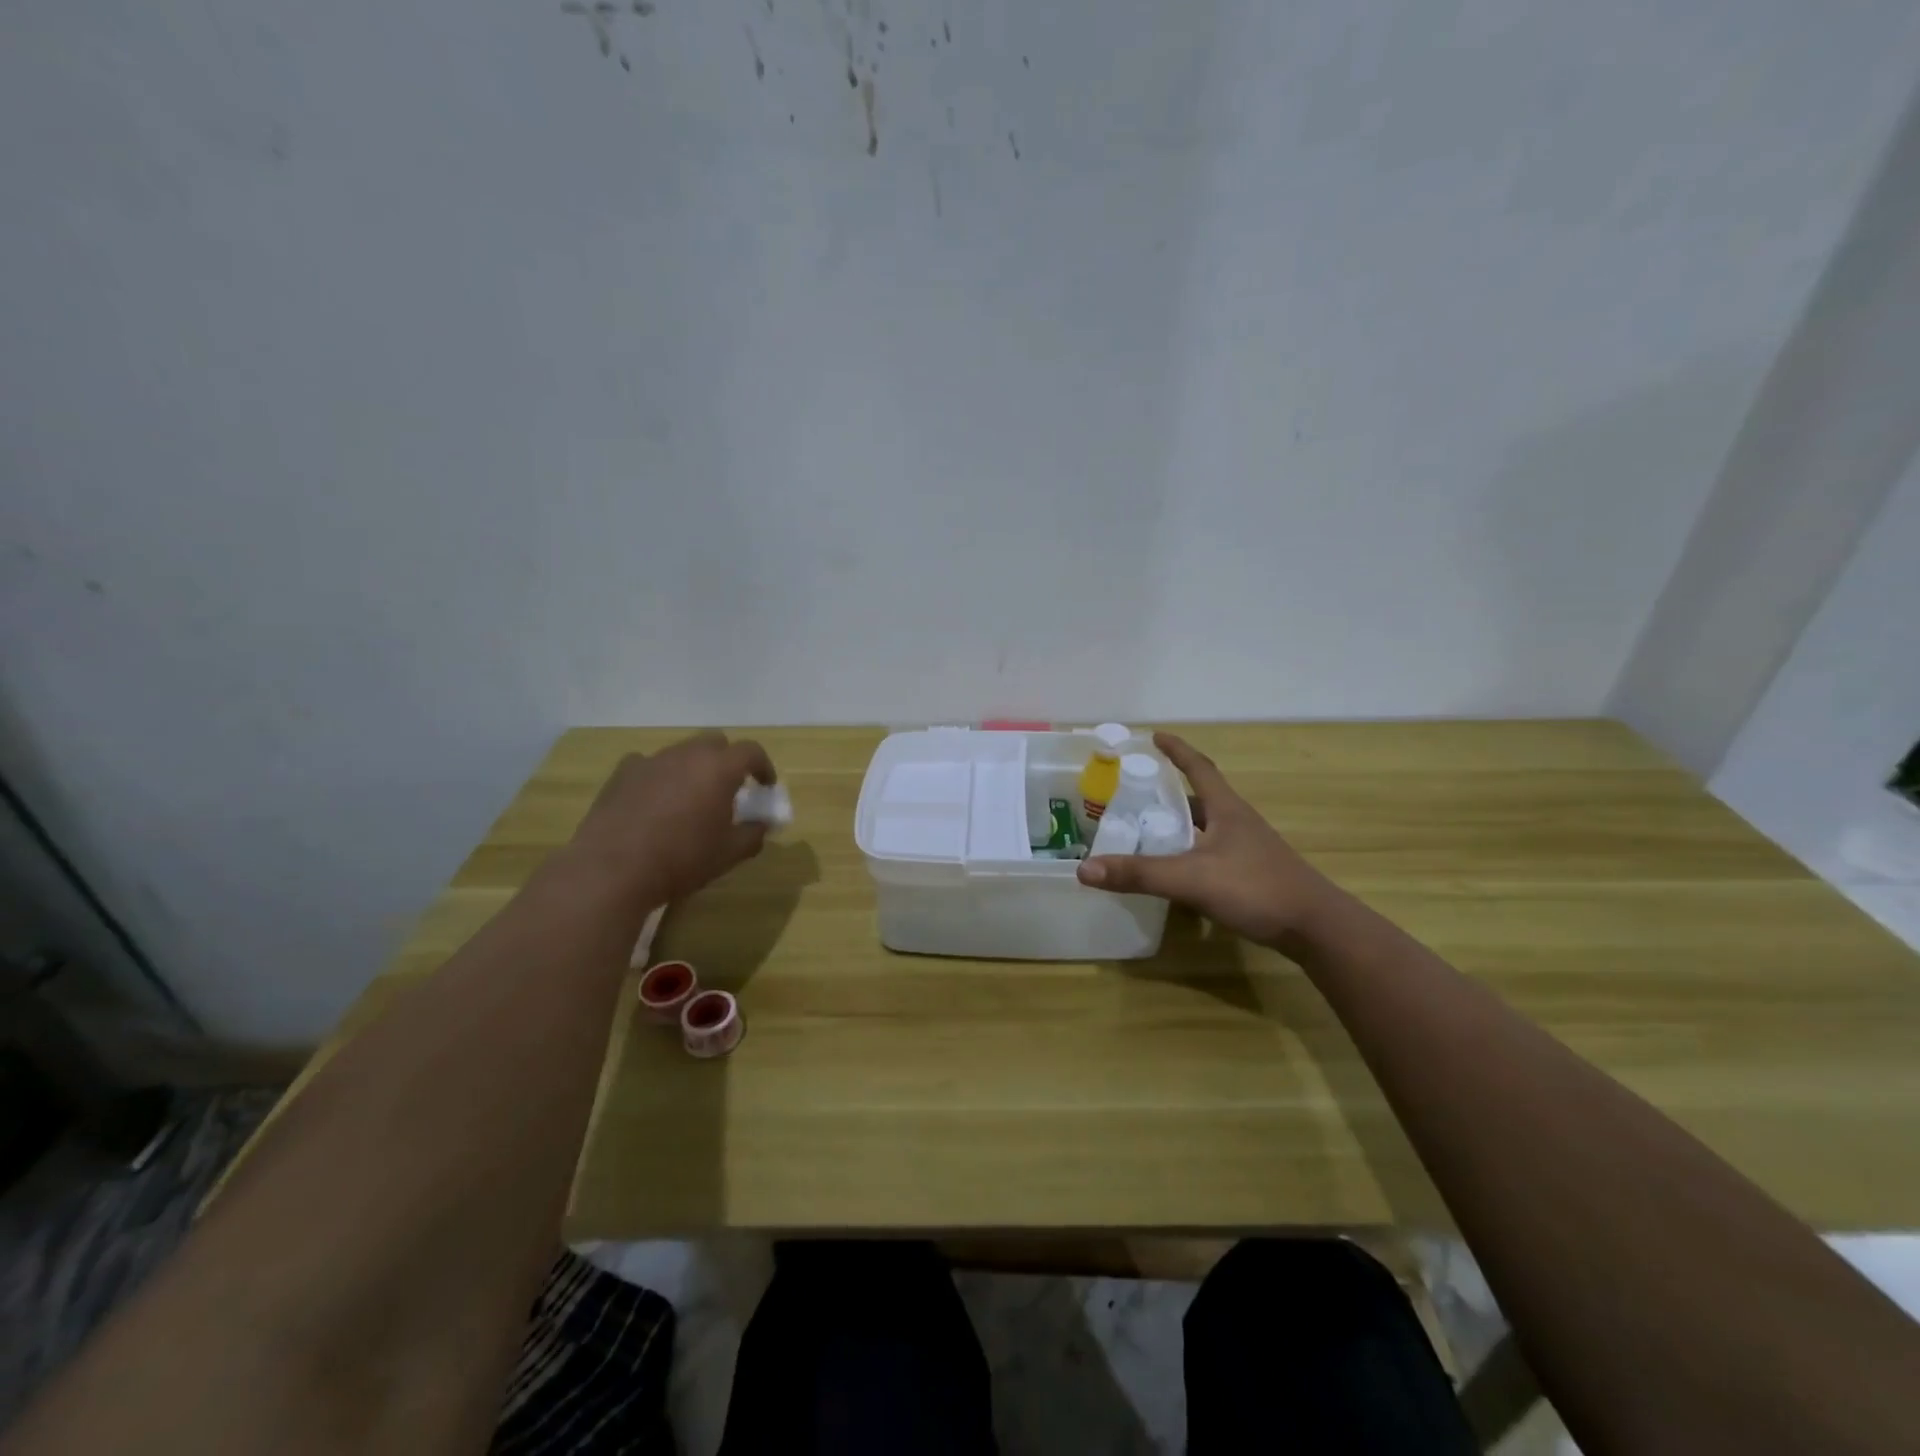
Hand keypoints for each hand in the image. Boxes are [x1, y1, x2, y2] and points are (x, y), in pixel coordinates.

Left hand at [568, 731, 776, 906]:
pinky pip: (648, 765)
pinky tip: (653, 802)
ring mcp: (651, 760)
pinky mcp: (622, 773)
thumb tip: (761, 825)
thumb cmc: (682, 860)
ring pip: (681, 752)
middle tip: (728, 788)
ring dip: (692, 768)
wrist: (613, 870)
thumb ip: (753, 834)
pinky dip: (659, 776)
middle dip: (726, 760)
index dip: (763, 767)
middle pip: (715, 742)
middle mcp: (687, 754)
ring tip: (689, 799)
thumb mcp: (729, 854)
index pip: (751, 752)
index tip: (764, 787)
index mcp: (719, 768)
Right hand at [1076, 732, 1340, 949]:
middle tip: (1135, 792)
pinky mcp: (1251, 874)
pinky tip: (1175, 870)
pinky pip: (1211, 853)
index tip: (1154, 736)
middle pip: (1200, 797)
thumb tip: (1084, 869)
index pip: (1198, 768)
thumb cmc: (1256, 889)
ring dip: (1179, 824)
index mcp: (1226, 809)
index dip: (1176, 750)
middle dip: (1169, 792)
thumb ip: (1139, 874)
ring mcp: (1247, 849)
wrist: (1315, 928)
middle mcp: (1238, 823)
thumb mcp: (1191, 879)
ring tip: (1147, 829)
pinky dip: (1189, 853)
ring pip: (1206, 828)